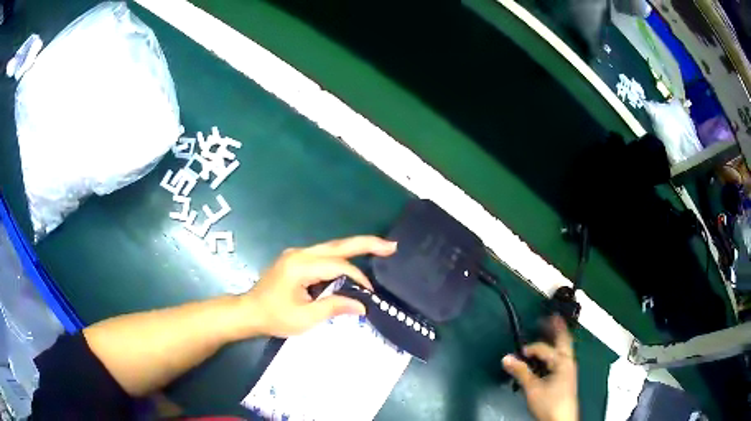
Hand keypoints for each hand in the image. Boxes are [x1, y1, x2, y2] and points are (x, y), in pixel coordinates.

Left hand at [244, 236, 396, 337]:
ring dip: (356, 249)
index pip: (338, 265)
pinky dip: (342, 258)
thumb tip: (362, 305)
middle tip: (391, 246)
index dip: (358, 278)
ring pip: (332, 248)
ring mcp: (297, 255)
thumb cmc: (274, 317)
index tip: (369, 294)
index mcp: (300, 265)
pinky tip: (354, 263)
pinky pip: (324, 255)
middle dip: (366, 244)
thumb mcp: (305, 318)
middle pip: (338, 245)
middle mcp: (300, 253)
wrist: (249, 312)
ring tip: (380, 249)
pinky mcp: (296, 260)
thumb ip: (334, 307)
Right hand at [502, 316, 578, 420]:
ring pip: (564, 348)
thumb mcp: (532, 388)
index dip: (530, 348)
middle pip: (564, 339)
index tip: (519, 353)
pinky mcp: (567, 376)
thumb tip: (506, 358)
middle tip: (551, 316)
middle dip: (557, 328)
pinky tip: (550, 355)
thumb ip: (520, 372)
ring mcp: (569, 369)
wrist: (561, 420)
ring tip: (553, 329)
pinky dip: (556, 351)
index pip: (544, 348)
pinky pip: (562, 357)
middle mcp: (568, 361)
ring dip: (557, 339)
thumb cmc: (549, 403)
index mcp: (562, 361)